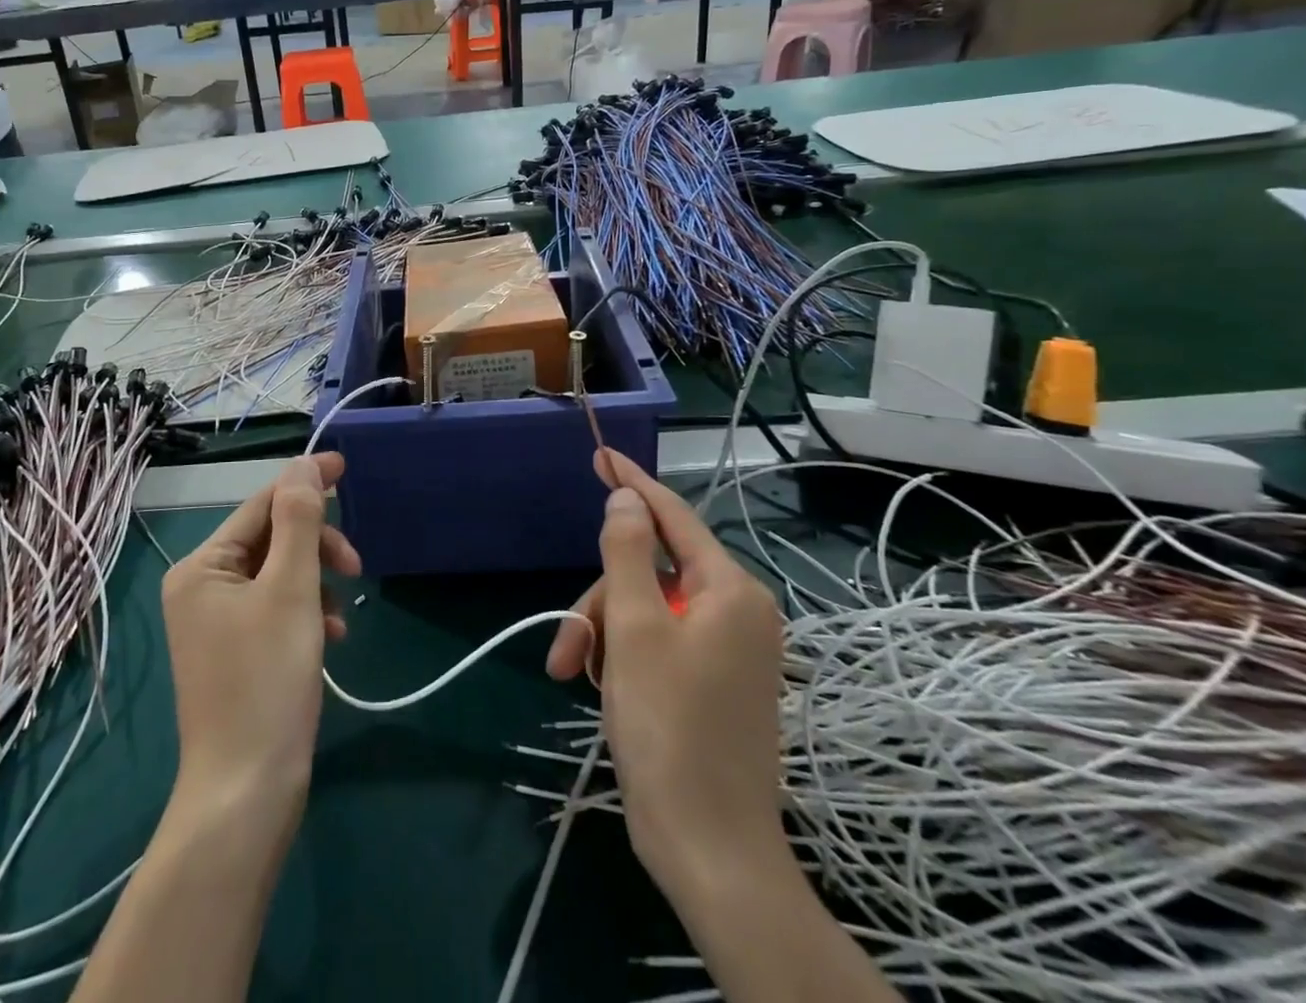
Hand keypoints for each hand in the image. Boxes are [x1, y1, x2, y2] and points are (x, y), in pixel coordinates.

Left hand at [161, 453, 357, 824]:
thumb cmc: (267, 682)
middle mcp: (201, 588)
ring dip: (315, 581)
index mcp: (201, 567)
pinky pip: (276, 609)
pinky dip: (307, 613)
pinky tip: (331, 637)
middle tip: (354, 565)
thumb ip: (298, 521)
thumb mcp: (290, 591)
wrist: (245, 793)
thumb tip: (303, 465)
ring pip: (279, 575)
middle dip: (315, 546)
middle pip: (270, 540)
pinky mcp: (236, 652)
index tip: (346, 467)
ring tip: (341, 613)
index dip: (305, 483)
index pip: (261, 505)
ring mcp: (217, 623)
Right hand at [546, 449, 786, 896]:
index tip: (600, 453)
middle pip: (650, 573)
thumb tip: (627, 498)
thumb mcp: (635, 628)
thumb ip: (629, 552)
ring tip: (574, 676)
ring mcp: (728, 650)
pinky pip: (658, 643)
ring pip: (646, 610)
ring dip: (603, 635)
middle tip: (569, 650)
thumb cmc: (669, 728)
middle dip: (601, 602)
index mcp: (729, 591)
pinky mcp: (713, 683)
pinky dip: (623, 657)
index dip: (633, 482)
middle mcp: (736, 612)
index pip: (673, 516)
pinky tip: (602, 689)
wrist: (711, 851)